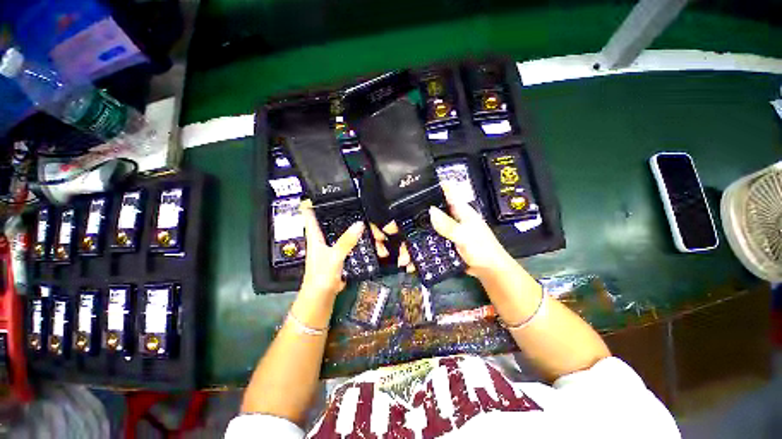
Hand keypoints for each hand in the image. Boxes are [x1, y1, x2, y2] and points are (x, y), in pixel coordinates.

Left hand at [299, 200, 364, 297]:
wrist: (321, 297)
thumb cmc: (322, 276)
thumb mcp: (334, 257)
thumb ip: (346, 241)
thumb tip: (360, 223)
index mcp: (314, 234)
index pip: (309, 212)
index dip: (313, 199)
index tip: (323, 188)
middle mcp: (320, 237)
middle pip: (326, 218)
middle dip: (336, 208)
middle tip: (350, 197)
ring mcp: (329, 245)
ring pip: (337, 227)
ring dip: (345, 221)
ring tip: (359, 212)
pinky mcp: (337, 252)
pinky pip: (345, 238)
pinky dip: (352, 234)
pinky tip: (361, 231)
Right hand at [379, 185, 515, 279]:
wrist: (489, 271)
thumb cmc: (482, 249)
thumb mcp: (466, 236)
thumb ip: (449, 225)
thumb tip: (430, 211)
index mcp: (458, 210)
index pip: (444, 192)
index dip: (429, 188)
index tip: (411, 189)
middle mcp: (449, 218)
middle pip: (426, 214)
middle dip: (410, 222)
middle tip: (393, 230)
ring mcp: (444, 232)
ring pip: (423, 232)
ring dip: (411, 244)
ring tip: (403, 259)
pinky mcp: (442, 244)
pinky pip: (426, 245)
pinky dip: (418, 254)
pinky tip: (411, 264)